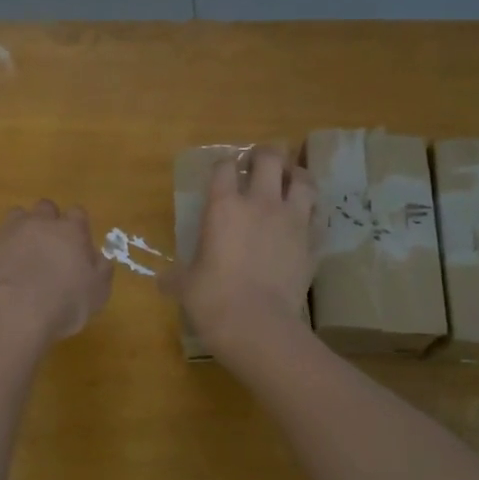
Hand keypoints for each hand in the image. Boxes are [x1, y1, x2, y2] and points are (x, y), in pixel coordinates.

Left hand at [0, 201, 113, 343]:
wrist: (13, 313)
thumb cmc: (64, 304)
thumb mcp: (98, 293)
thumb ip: (101, 270)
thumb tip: (100, 258)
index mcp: (71, 230)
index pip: (77, 213)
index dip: (77, 227)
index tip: (77, 245)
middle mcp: (40, 222)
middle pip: (45, 207)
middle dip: (47, 221)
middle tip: (48, 246)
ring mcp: (9, 229)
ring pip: (16, 215)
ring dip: (20, 229)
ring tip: (20, 252)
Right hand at [165, 146, 315, 358]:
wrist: (258, 325)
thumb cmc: (213, 300)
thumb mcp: (185, 286)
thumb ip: (175, 277)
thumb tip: (161, 281)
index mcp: (224, 206)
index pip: (224, 167)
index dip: (224, 165)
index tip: (224, 172)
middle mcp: (260, 203)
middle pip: (270, 158)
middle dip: (266, 154)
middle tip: (261, 163)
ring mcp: (292, 220)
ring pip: (303, 180)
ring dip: (296, 176)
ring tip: (290, 181)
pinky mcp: (312, 242)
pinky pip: (317, 217)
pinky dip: (312, 213)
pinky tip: (306, 220)